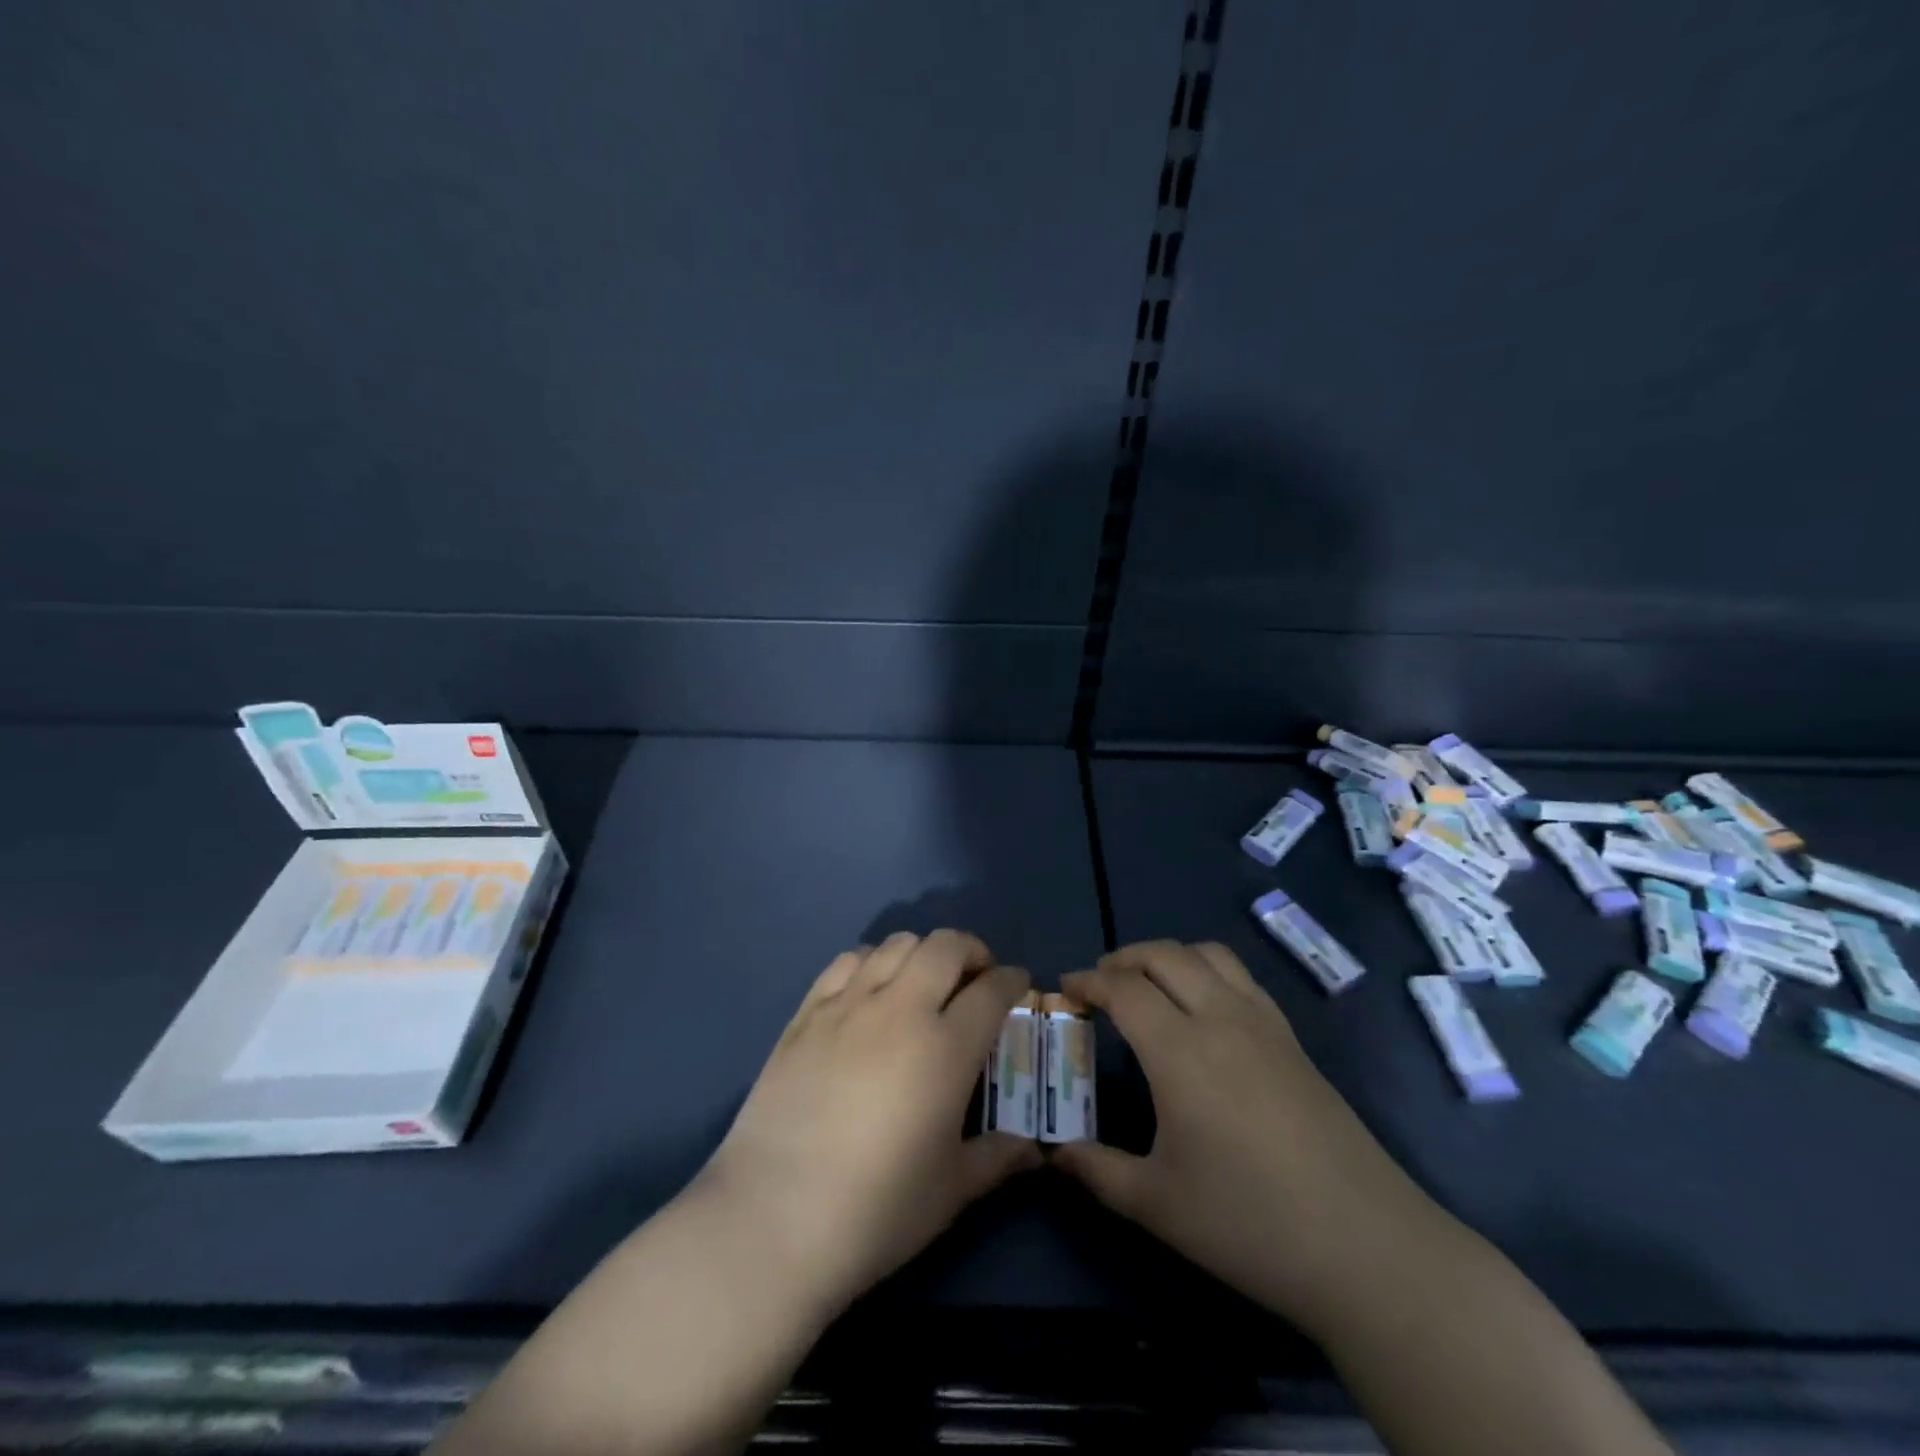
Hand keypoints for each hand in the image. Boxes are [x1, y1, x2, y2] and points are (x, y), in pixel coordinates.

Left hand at [694, 930, 1039, 1318]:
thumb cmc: (876, 1210)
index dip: (1012, 980)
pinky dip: (871, 961)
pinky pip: (847, 960)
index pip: (992, 990)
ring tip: (924, 982)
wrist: (772, 1217)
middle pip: (945, 946)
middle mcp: (900, 1009)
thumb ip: (998, 1159)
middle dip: (971, 951)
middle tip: (975, 978)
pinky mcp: (807, 1012)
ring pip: (896, 944)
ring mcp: (848, 1004)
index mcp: (946, 1047)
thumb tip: (1033, 1149)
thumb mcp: (951, 1191)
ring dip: (922, 952)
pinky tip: (871, 989)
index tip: (1018, 985)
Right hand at [1052, 940, 1427, 1322]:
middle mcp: (1220, 1018)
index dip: (1088, 981)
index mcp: (1180, 1050)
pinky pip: (1241, 978)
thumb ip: (1097, 1171)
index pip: (1123, 988)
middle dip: (1124, 958)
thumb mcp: (1158, 1205)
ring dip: (1169, 956)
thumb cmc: (1249, 1223)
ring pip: (1208, 954)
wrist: (1367, 1247)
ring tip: (1149, 984)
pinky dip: (1208, 971)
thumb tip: (1054, 1154)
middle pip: (1164, 955)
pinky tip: (1203, 1010)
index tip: (1065, 988)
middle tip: (1100, 983)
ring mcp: (1263, 1024)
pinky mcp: (1293, 1040)